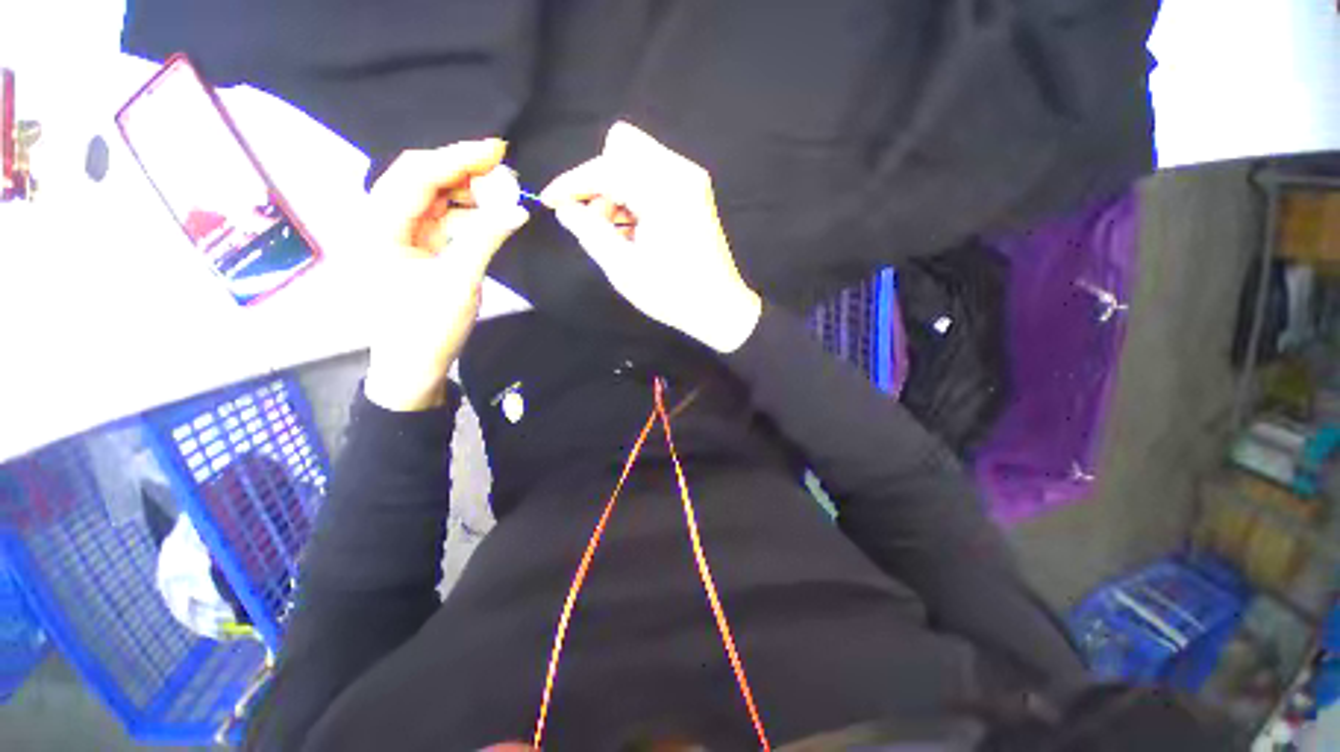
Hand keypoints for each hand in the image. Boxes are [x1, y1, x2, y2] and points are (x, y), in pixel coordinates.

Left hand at [364, 139, 528, 410]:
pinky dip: (467, 215)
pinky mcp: (415, 248)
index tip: (497, 150)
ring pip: (434, 198)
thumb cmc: (427, 328)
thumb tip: (518, 209)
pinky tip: (490, 215)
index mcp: (378, 226)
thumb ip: (486, 239)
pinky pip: (442, 220)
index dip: (457, 157)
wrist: (412, 366)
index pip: (416, 175)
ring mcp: (399, 235)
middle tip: (504, 170)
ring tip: (503, 193)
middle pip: (422, 180)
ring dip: (468, 193)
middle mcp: (382, 221)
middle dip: (463, 171)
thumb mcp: (459, 282)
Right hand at [540, 122, 761, 352]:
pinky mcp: (694, 191)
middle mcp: (680, 173)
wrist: (719, 307)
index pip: (605, 168)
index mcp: (663, 191)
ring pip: (637, 158)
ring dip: (616, 187)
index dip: (572, 183)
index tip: (550, 202)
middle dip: (599, 179)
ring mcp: (691, 179)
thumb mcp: (624, 268)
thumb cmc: (672, 294)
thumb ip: (590, 232)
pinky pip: (653, 174)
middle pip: (622, 146)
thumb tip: (565, 208)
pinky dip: (635, 193)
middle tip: (594, 219)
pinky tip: (633, 227)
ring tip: (614, 231)